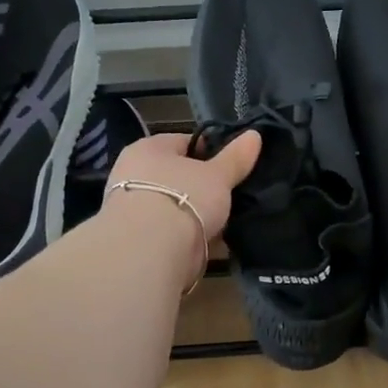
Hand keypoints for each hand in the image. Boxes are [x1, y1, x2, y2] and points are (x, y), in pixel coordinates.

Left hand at [105, 130, 260, 243]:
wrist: (150, 253)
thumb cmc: (183, 197)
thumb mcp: (218, 175)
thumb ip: (236, 157)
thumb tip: (254, 135)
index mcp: (147, 149)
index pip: (184, 142)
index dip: (212, 152)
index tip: (234, 165)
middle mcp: (133, 175)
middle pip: (180, 177)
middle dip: (206, 188)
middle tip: (235, 195)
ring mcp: (133, 210)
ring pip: (178, 207)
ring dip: (200, 216)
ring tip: (231, 221)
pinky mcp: (139, 241)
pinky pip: (174, 233)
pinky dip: (193, 239)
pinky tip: (217, 244)